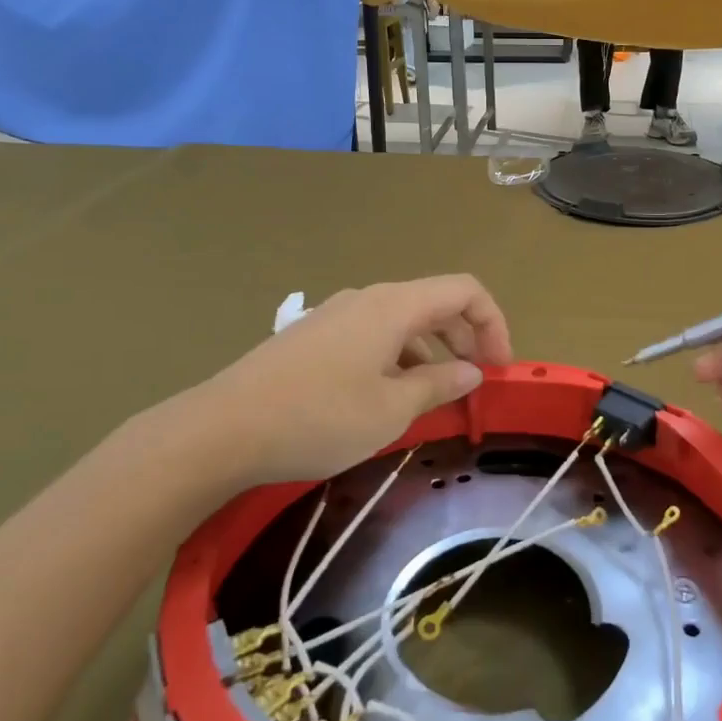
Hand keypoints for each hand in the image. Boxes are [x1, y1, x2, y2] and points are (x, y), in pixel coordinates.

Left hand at [138, 275, 513, 512]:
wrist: (222, 429)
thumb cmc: (318, 417)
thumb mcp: (391, 409)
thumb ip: (438, 385)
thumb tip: (470, 371)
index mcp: (393, 306)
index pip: (464, 291)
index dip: (493, 324)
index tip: (499, 369)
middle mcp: (368, 299)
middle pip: (435, 303)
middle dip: (466, 339)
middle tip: (475, 384)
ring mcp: (337, 315)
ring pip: (403, 322)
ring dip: (432, 352)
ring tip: (436, 396)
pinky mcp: (315, 337)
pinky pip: (374, 336)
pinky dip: (399, 358)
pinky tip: (389, 397)